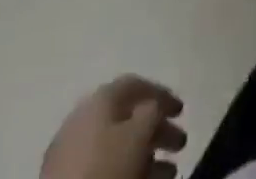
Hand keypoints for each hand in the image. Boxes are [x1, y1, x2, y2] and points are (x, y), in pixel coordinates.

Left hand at [41, 76, 185, 178]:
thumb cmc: (106, 168)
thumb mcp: (138, 135)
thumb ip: (152, 112)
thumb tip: (154, 108)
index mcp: (100, 99)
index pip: (135, 84)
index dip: (161, 94)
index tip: (182, 111)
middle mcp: (85, 118)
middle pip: (128, 117)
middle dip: (157, 129)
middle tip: (181, 143)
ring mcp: (73, 152)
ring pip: (118, 147)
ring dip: (148, 156)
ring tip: (170, 172)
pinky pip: (107, 167)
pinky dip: (130, 170)